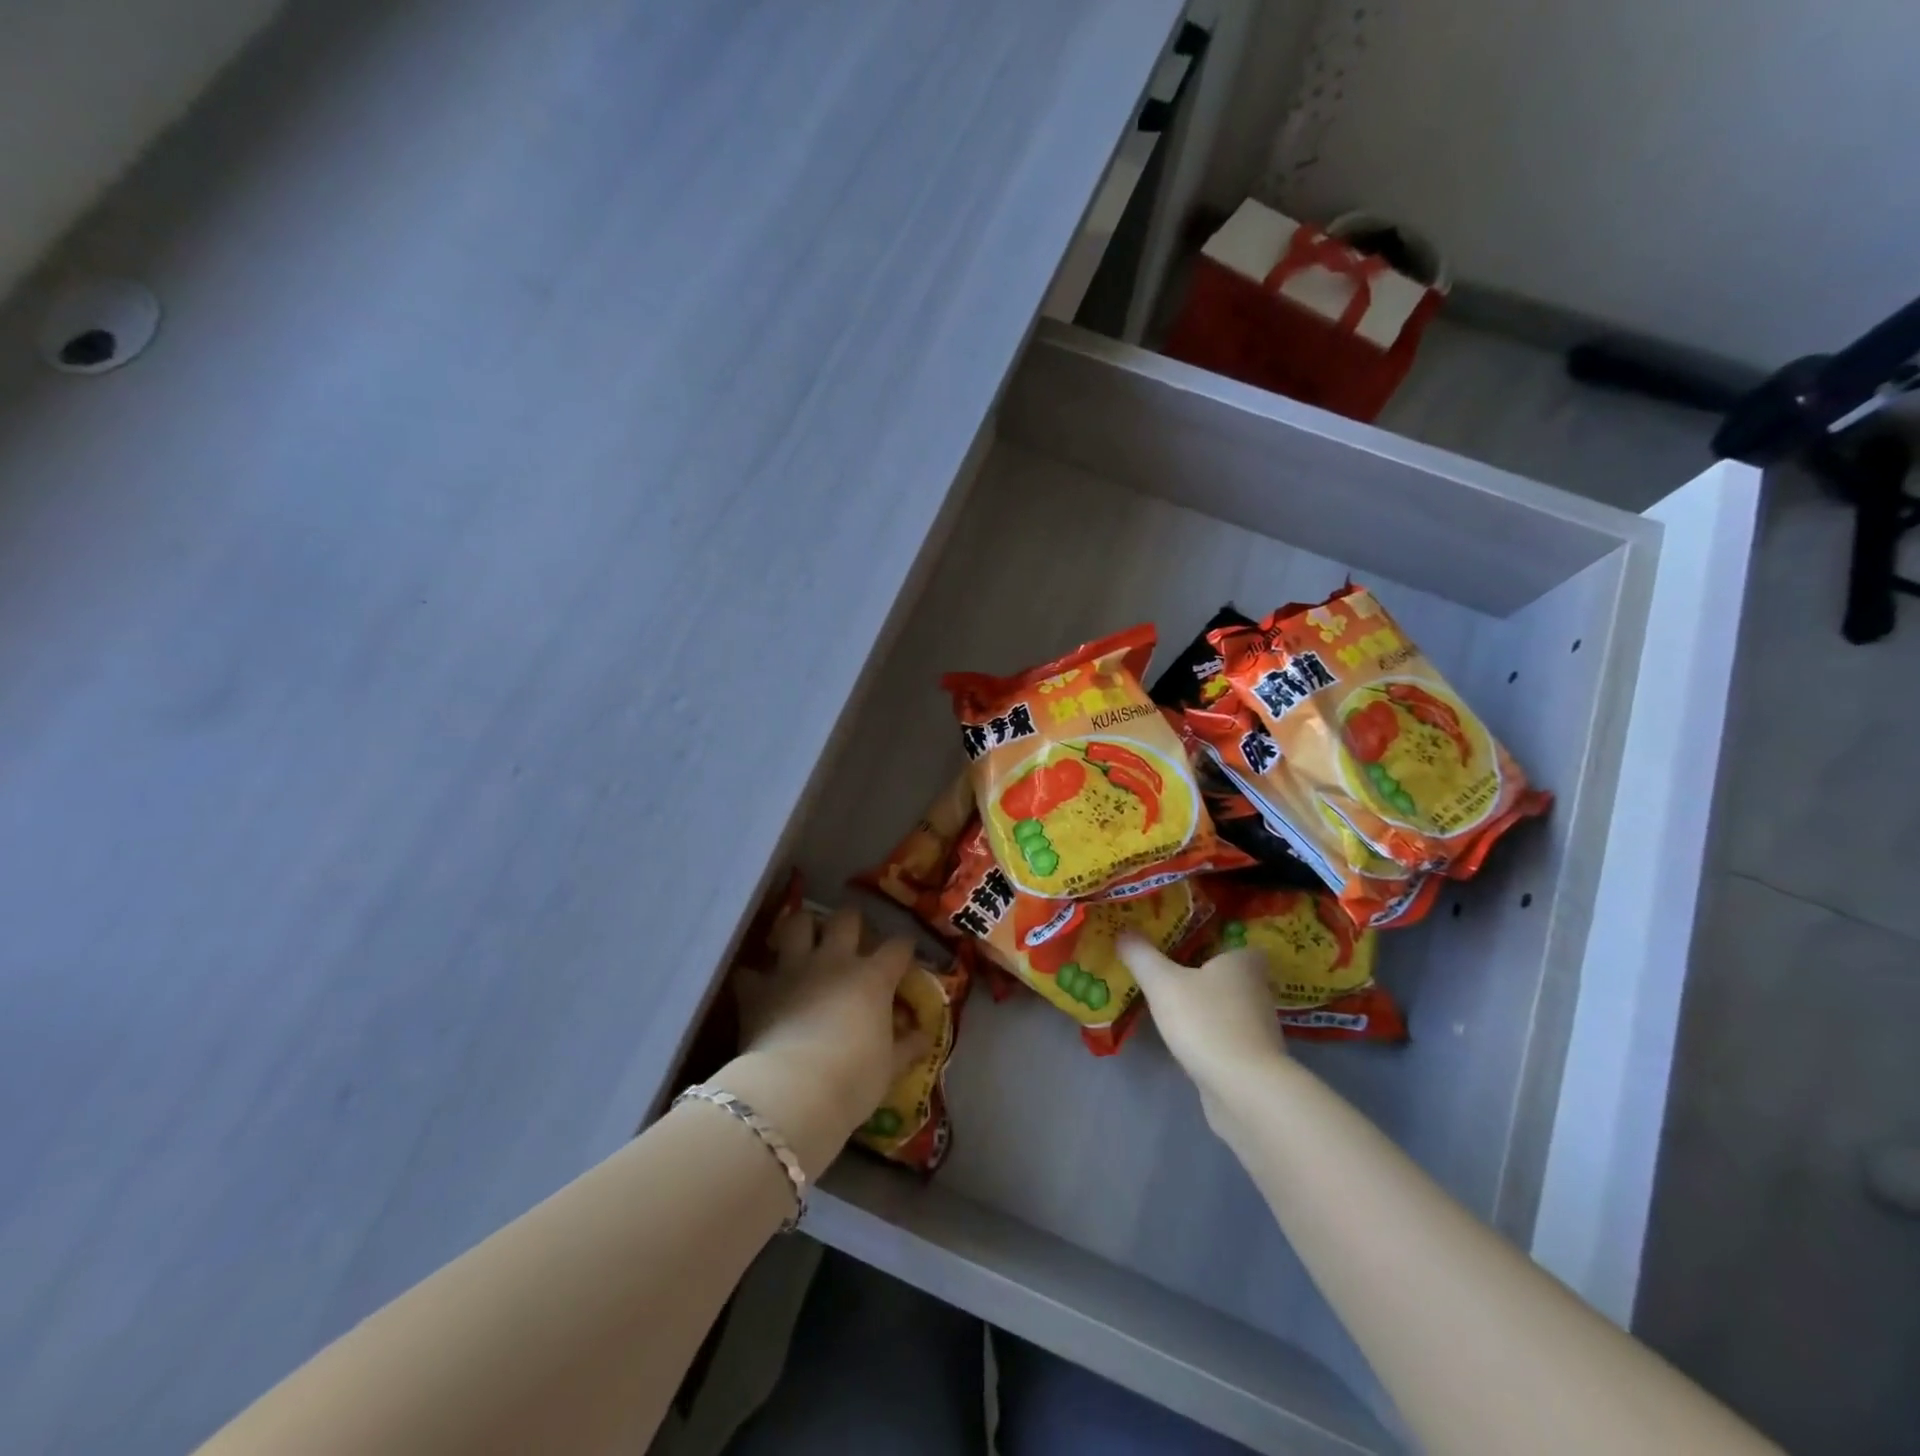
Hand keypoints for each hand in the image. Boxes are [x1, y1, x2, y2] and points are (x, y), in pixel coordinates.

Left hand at [715, 906, 928, 1178]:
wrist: (795, 1090)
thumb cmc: (854, 1079)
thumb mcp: (890, 1068)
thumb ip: (907, 1047)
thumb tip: (924, 1036)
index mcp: (873, 978)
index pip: (897, 948)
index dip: (903, 948)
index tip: (905, 954)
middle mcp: (835, 961)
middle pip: (846, 918)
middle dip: (850, 922)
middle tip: (849, 938)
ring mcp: (794, 969)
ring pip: (797, 923)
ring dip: (800, 929)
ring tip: (801, 942)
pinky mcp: (758, 989)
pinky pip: (749, 971)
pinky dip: (753, 977)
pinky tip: (755, 986)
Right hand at [1118, 934, 1287, 1116]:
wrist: (1244, 1090)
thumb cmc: (1206, 1022)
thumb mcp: (1162, 982)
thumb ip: (1141, 955)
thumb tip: (1123, 930)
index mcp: (1243, 962)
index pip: (1234, 941)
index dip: (1213, 938)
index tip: (1188, 940)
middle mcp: (1258, 990)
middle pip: (1229, 973)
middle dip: (1204, 972)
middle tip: (1169, 966)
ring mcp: (1259, 1028)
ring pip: (1227, 1005)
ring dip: (1206, 1004)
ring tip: (1171, 1001)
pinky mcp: (1253, 1059)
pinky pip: (1226, 1034)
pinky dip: (1209, 1033)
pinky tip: (1185, 1036)